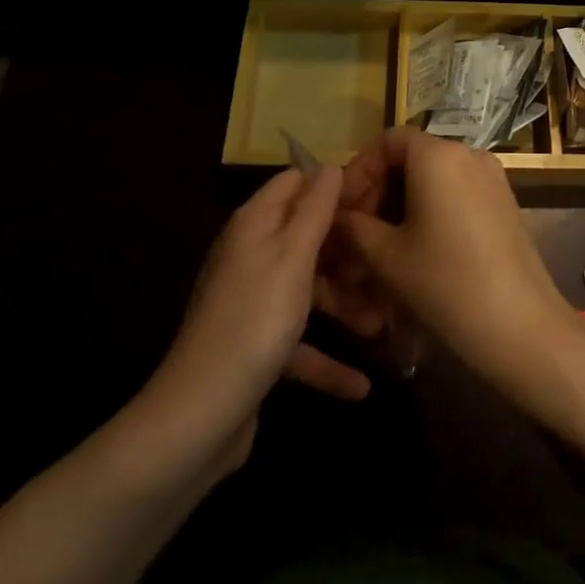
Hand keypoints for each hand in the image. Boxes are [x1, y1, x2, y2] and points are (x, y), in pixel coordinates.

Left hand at [135, 167, 370, 476]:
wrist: (197, 418)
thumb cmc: (255, 320)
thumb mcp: (293, 255)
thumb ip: (316, 207)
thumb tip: (331, 165)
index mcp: (255, 224)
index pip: (296, 182)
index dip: (332, 186)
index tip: (374, 199)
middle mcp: (251, 255)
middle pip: (306, 236)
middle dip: (347, 250)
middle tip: (387, 261)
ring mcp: (252, 302)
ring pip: (308, 289)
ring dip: (344, 305)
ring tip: (384, 324)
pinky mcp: (255, 346)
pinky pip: (299, 341)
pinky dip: (326, 358)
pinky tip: (360, 385)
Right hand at [335, 128, 580, 396]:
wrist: (519, 324)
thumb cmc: (445, 283)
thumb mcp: (388, 257)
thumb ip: (355, 228)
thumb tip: (337, 217)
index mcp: (438, 155)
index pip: (388, 140)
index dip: (360, 169)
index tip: (343, 208)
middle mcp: (468, 153)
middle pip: (412, 157)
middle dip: (379, 191)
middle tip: (357, 233)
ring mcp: (491, 177)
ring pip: (434, 178)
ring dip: (403, 204)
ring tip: (382, 248)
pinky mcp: (504, 202)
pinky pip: (457, 192)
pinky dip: (431, 211)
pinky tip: (417, 251)